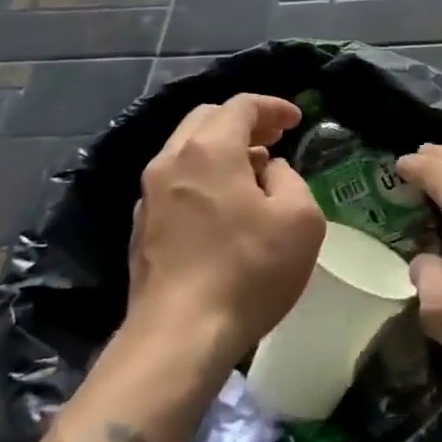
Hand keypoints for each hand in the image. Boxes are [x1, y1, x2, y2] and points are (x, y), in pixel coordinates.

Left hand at [122, 95, 324, 375]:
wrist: (180, 336)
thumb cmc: (249, 270)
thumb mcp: (300, 219)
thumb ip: (290, 179)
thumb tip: (269, 171)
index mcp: (209, 150)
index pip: (241, 105)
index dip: (273, 106)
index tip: (297, 120)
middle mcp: (170, 162)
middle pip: (206, 120)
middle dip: (244, 122)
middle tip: (275, 138)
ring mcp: (148, 196)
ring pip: (186, 151)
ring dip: (222, 150)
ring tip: (254, 170)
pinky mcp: (141, 228)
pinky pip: (175, 183)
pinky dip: (203, 177)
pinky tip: (225, 205)